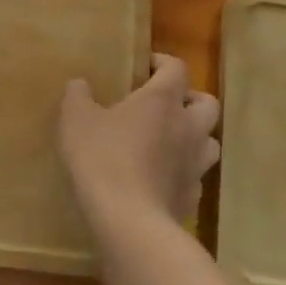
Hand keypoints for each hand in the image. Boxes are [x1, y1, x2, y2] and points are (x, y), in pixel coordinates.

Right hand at [59, 55, 219, 233]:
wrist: (129, 221)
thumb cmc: (103, 158)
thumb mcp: (75, 119)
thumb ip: (77, 95)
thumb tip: (80, 84)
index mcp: (163, 100)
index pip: (177, 68)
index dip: (163, 63)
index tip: (146, 66)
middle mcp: (188, 127)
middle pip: (207, 103)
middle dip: (190, 100)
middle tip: (165, 105)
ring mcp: (195, 164)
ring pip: (210, 141)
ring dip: (194, 136)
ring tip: (168, 141)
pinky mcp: (192, 197)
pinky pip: (195, 177)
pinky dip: (183, 172)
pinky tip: (161, 178)